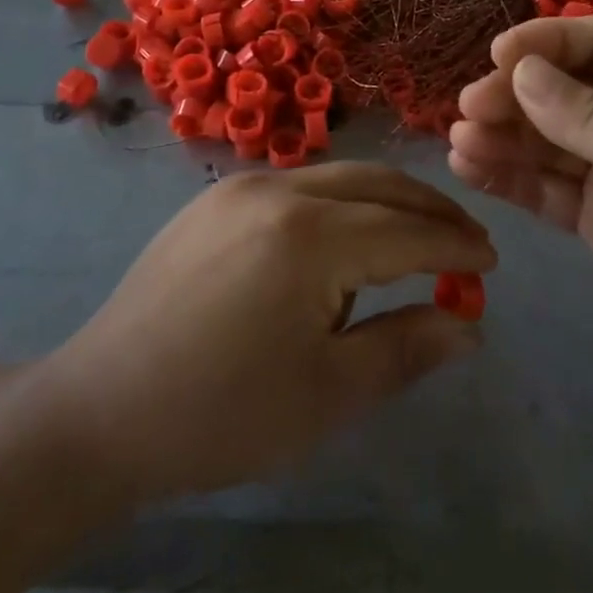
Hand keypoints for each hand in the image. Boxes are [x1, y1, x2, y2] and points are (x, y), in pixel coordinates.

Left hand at [44, 164, 494, 503]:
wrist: (100, 409)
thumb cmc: (221, 415)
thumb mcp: (327, 394)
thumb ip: (406, 348)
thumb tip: (469, 326)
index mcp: (309, 236)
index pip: (407, 231)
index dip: (455, 247)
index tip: (492, 263)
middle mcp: (278, 190)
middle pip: (378, 184)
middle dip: (430, 209)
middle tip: (466, 241)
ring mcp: (240, 187)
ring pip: (338, 177)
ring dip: (386, 202)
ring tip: (416, 240)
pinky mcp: (215, 198)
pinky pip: (299, 185)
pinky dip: (341, 202)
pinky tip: (347, 238)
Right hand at [449, 16, 592, 414]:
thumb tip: (520, 73)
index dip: (548, 42)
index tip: (496, 57)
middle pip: (564, 88)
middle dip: (515, 94)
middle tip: (468, 109)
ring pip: (546, 138)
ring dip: (502, 135)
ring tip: (459, 142)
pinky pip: (543, 187)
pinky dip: (507, 176)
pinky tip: (469, 169)